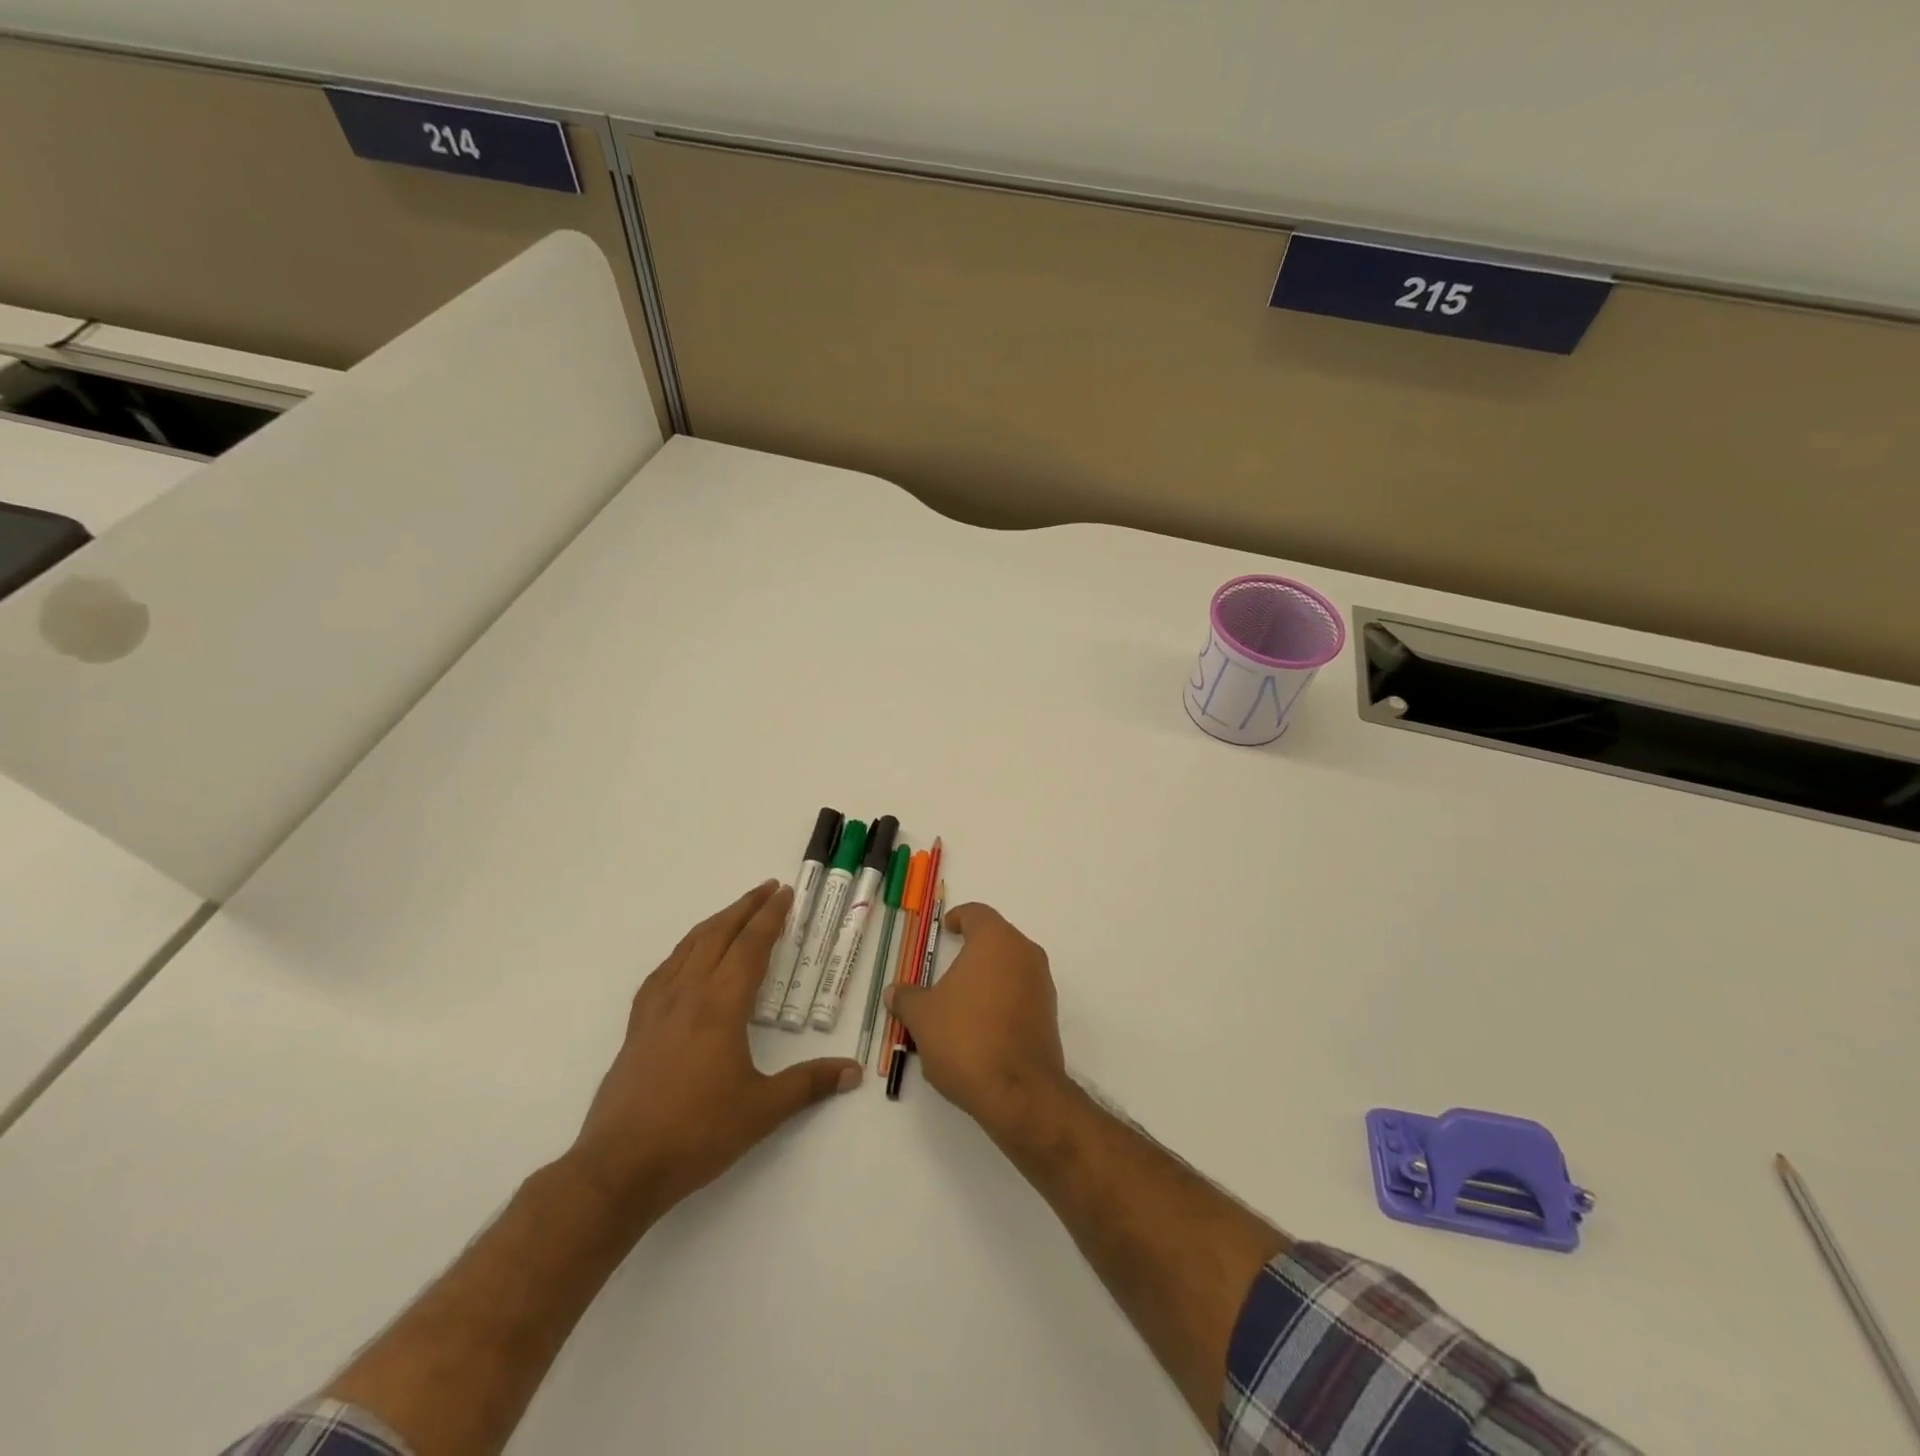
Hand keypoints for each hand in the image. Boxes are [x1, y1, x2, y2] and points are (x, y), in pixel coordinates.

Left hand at [568, 882, 860, 1223]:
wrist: (619, 1167)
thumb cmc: (696, 1133)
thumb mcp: (762, 1110)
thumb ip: (809, 1084)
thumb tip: (853, 1071)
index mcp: (720, 1005)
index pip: (750, 946)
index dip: (770, 917)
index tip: (784, 893)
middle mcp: (687, 995)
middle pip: (717, 935)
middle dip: (744, 908)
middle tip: (767, 889)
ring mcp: (656, 1009)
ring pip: (687, 948)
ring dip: (714, 923)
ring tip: (733, 913)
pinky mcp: (636, 1028)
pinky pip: (663, 972)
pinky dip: (682, 952)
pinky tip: (685, 960)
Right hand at [884, 902, 1069, 1137]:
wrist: (1019, 1091)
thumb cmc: (966, 1038)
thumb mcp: (923, 1017)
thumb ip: (907, 998)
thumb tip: (895, 991)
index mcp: (995, 941)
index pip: (977, 913)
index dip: (959, 917)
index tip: (946, 929)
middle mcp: (1025, 953)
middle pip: (997, 938)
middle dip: (973, 948)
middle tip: (948, 965)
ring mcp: (1042, 984)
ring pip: (1011, 966)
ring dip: (988, 975)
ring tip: (961, 999)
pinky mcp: (1050, 1014)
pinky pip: (1021, 993)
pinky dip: (1002, 998)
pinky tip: (981, 1024)